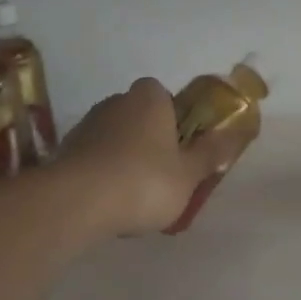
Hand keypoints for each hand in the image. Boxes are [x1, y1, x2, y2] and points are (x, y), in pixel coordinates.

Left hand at [55, 78, 240, 235]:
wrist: (77, 203)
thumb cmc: (144, 182)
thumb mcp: (189, 174)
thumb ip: (211, 153)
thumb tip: (235, 134)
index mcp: (149, 98)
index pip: (165, 96)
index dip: (175, 119)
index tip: (181, 148)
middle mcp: (115, 102)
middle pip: (139, 117)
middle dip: (151, 140)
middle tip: (164, 175)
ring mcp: (86, 125)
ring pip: (115, 138)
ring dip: (125, 158)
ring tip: (135, 197)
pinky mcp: (65, 151)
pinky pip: (94, 158)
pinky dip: (103, 174)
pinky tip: (110, 202)